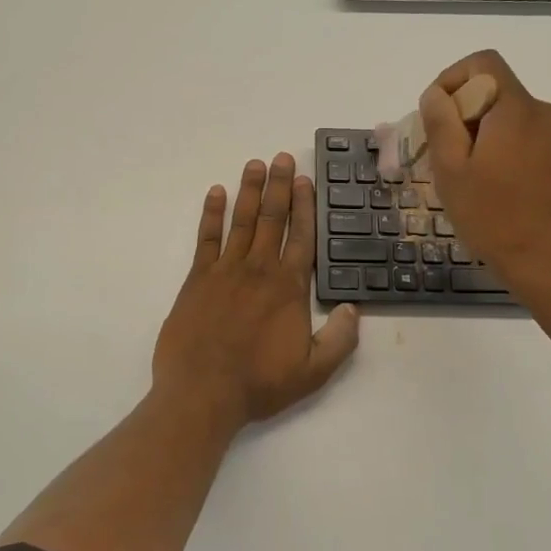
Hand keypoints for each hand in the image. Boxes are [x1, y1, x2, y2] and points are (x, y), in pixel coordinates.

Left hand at [153, 153, 359, 425]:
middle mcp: (259, 269)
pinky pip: (206, 239)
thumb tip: (353, 308)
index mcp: (289, 287)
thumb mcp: (314, 371)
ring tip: (254, 164)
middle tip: (281, 157)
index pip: (301, 236)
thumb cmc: (259, 383)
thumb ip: (340, 339)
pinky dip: (211, 214)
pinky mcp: (197, 279)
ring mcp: (225, 271)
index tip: (305, 180)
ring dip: (248, 190)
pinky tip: (215, 193)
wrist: (202, 393)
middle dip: (278, 186)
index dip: (304, 206)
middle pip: (271, 218)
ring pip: (241, 221)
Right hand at [417, 50, 550, 287]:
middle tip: (439, 156)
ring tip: (462, 177)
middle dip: (460, 114)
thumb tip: (435, 94)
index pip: (482, 63)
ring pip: (506, 117)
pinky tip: (489, 188)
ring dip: (478, 135)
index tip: (435, 117)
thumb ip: (441, 123)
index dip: (451, 79)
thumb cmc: (496, 219)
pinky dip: (500, 149)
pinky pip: (523, 137)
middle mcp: (543, 112)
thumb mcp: (452, 171)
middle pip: (493, 91)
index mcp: (516, 109)